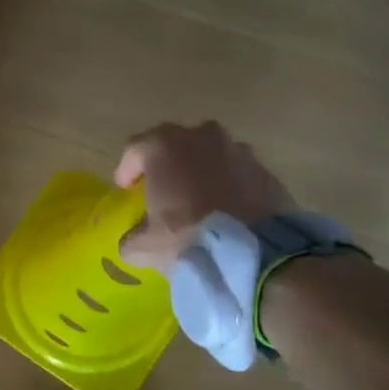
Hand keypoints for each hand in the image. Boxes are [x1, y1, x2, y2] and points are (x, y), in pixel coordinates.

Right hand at [114, 122, 293, 269]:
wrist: (256, 253)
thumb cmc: (189, 238)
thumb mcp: (146, 247)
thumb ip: (132, 238)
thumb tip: (133, 241)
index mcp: (164, 147)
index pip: (135, 149)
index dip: (127, 169)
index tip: (125, 188)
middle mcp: (200, 137)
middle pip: (174, 144)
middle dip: (165, 163)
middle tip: (160, 187)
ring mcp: (236, 149)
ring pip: (208, 154)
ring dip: (199, 170)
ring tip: (196, 197)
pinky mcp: (263, 168)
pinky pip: (235, 171)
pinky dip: (226, 183)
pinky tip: (225, 207)